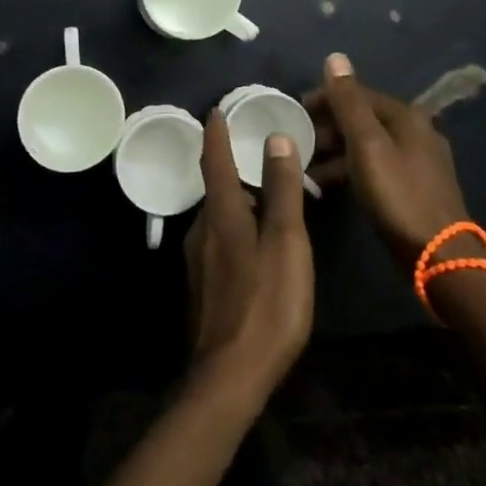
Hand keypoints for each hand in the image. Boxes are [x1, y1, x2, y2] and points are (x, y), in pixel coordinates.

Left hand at [183, 110, 313, 408]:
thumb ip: (281, 189)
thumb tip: (276, 137)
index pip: (214, 159)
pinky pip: (220, 240)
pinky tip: (258, 243)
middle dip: (233, 167)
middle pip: (217, 188)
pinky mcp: (204, 285)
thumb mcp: (285, 241)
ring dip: (239, 200)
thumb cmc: (267, 303)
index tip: (217, 109)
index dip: (216, 132)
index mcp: (222, 213)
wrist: (231, 376)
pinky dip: (238, 226)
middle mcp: (202, 229)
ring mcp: (199, 260)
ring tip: (267, 197)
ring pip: (220, 216)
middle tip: (260, 154)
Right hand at [306, 52, 478, 270]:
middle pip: (363, 118)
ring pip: (368, 144)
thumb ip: (348, 102)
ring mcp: (419, 160)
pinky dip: (352, 170)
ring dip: (337, 151)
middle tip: (299, 143)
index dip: (324, 98)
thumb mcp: (366, 145)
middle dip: (328, 127)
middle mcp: (416, 130)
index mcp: (406, 116)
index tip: (295, 111)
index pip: (358, 94)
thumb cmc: (397, 194)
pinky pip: (376, 166)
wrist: (440, 255)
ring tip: (308, 168)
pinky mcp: (416, 186)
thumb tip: (335, 57)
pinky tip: (331, 186)